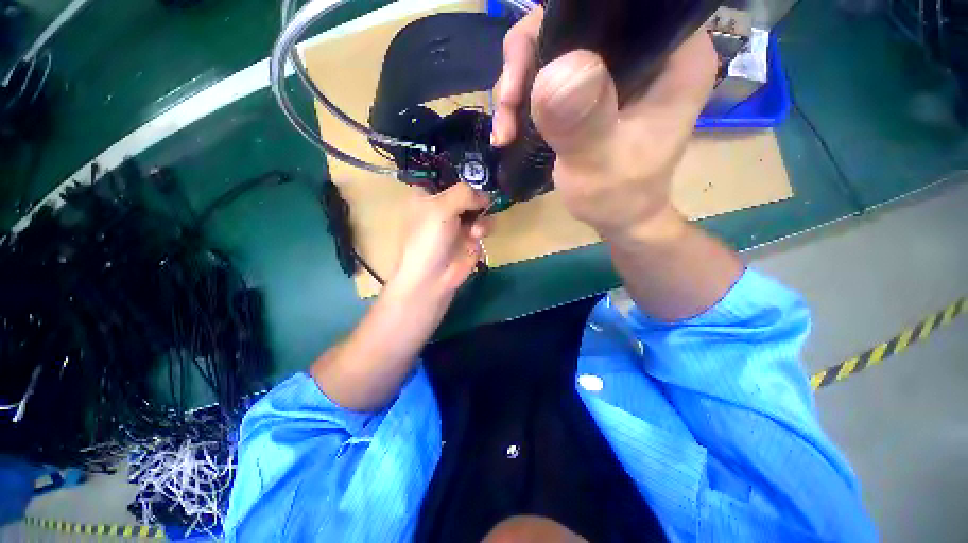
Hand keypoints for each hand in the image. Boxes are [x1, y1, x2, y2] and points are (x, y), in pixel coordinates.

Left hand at [390, 183, 490, 301]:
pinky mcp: (472, 236)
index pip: (447, 174)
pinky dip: (485, 227)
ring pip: (480, 206)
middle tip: (481, 201)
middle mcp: (444, 205)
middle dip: (477, 195)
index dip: (462, 173)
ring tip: (476, 229)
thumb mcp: (440, 208)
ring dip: (482, 214)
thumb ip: (464, 193)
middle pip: (468, 190)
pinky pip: (486, 223)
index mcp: (428, 194)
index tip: (478, 171)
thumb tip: (485, 195)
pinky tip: (477, 236)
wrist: (433, 278)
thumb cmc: (428, 239)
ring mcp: (459, 221)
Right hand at [491, 7, 717, 237]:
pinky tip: (510, 129)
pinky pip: (549, 75)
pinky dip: (523, 99)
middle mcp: (647, 50)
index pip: (614, 8)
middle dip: (526, 60)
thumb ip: (583, 122)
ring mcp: (617, 70)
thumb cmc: (618, 199)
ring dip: (518, 86)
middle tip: (508, 106)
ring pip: (554, 48)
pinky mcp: (594, 89)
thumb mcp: (599, 165)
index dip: (559, 24)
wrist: (619, 219)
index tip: (523, 71)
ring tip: (505, 129)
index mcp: (673, 55)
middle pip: (573, 22)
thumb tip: (555, 70)